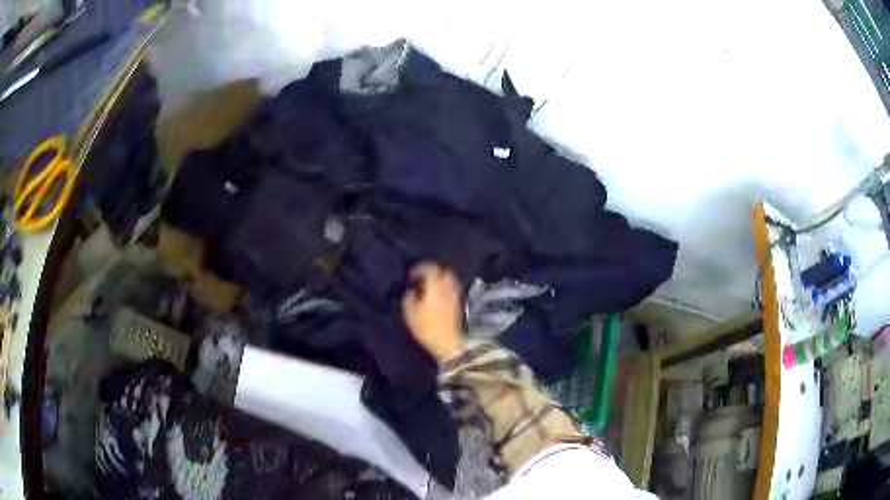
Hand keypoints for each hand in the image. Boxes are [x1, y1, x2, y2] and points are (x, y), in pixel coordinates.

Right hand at [402, 263, 464, 362]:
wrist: (448, 343)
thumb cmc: (427, 329)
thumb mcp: (410, 315)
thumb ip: (408, 300)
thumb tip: (410, 292)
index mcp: (435, 287)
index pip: (430, 269)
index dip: (420, 268)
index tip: (411, 275)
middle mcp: (448, 288)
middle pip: (444, 271)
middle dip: (433, 272)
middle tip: (422, 279)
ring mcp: (455, 296)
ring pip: (450, 280)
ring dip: (440, 280)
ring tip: (430, 288)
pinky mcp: (458, 304)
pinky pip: (452, 289)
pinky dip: (445, 288)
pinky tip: (437, 297)